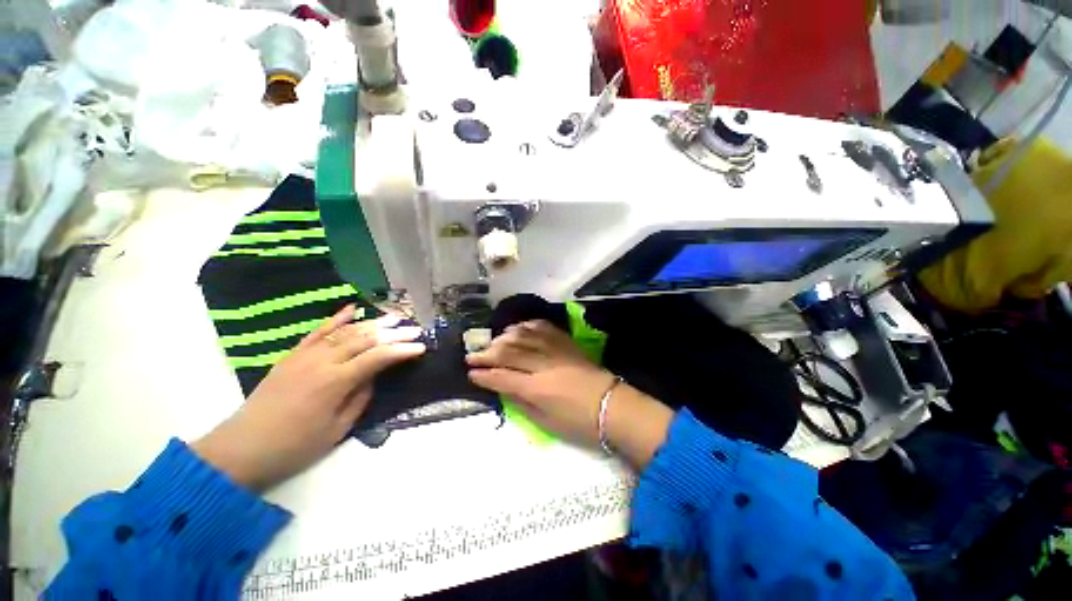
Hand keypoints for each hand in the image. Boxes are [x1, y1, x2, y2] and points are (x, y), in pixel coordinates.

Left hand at [192, 305, 425, 489]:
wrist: (241, 448)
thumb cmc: (294, 446)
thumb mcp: (337, 429)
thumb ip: (360, 398)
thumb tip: (373, 376)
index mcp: (334, 382)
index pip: (377, 358)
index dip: (401, 350)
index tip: (421, 347)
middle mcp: (321, 362)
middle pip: (364, 339)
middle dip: (393, 333)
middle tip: (414, 329)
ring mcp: (305, 355)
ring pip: (345, 331)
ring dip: (372, 323)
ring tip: (394, 317)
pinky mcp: (292, 355)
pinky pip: (318, 331)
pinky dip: (336, 319)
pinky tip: (353, 309)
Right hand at [467, 320, 616, 445]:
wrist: (612, 406)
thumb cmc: (579, 422)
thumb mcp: (545, 422)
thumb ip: (520, 402)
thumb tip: (502, 388)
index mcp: (536, 388)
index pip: (502, 377)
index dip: (483, 374)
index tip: (470, 372)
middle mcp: (542, 364)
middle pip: (508, 353)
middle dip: (486, 354)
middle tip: (472, 355)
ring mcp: (555, 349)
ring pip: (522, 336)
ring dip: (503, 338)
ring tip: (492, 342)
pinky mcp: (566, 342)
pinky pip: (542, 327)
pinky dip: (526, 325)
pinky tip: (517, 328)